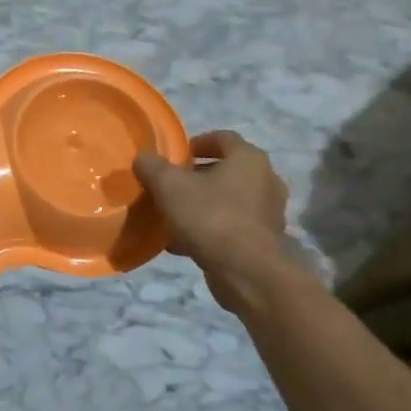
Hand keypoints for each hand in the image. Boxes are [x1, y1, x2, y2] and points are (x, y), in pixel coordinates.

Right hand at [133, 130, 301, 316]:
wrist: (247, 272)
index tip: (173, 156)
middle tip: (169, 186)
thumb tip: (143, 158)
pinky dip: (209, 229)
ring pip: (227, 200)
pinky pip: (231, 226)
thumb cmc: (210, 216)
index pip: (222, 138)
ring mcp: (268, 212)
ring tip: (172, 216)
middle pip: (225, 170)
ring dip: (201, 204)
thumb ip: (152, 167)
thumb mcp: (169, 186)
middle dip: (195, 177)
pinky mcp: (264, 241)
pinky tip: (182, 243)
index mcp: (248, 158)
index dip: (195, 143)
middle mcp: (265, 180)